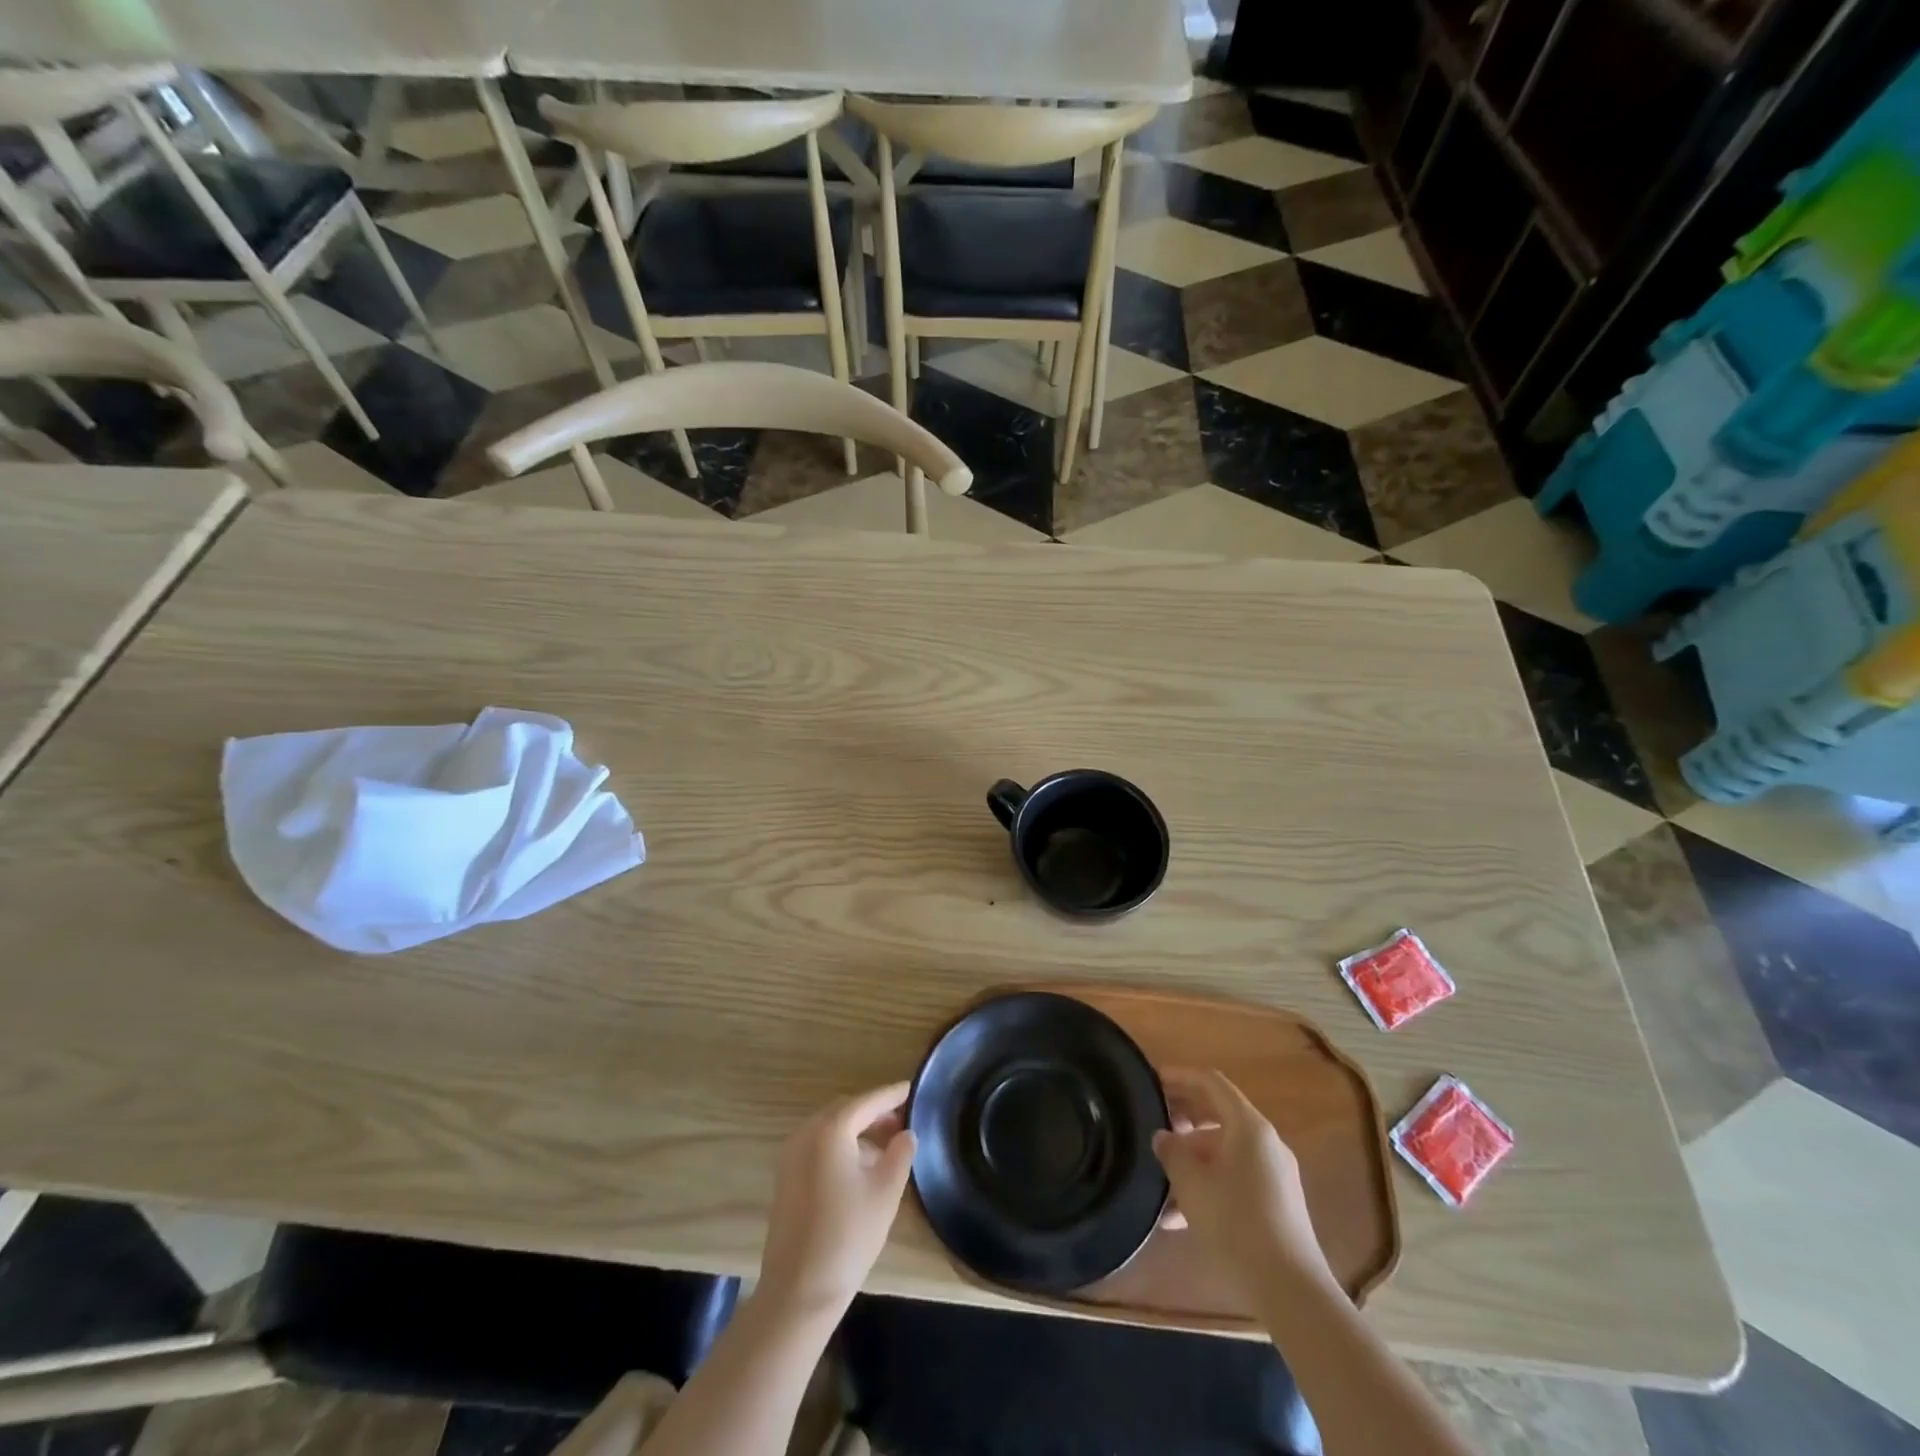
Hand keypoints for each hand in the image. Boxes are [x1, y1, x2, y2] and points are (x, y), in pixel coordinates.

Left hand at [757, 1082, 916, 1319]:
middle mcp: (806, 1133)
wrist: (798, 1291)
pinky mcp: (786, 1178)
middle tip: (903, 1121)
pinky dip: (841, 1146)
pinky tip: (861, 1168)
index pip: (867, 1101)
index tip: (913, 1089)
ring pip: (831, 1129)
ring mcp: (791, 1156)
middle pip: (846, 1110)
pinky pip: (818, 1146)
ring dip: (858, 1130)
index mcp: (830, 1130)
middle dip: (875, 1112)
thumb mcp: (886, 1192)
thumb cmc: (848, 1236)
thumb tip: (906, 1133)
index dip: (892, 1095)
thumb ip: (900, 1153)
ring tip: (887, 1147)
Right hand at [1153, 1067, 1333, 1292]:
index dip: (1180, 1077)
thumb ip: (1172, 1152)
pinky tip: (1178, 1217)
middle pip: (1218, 1115)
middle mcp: (1265, 1143)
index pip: (1211, 1083)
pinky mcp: (1276, 1205)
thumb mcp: (1192, 1184)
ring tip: (1159, 1179)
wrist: (1291, 1291)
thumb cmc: (1236, 1224)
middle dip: (1183, 1119)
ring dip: (1191, 1159)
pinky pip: (1234, 1178)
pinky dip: (1208, 1185)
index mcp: (1249, 1127)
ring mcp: (1274, 1175)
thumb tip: (1163, 1137)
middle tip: (1151, 1124)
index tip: (1152, 1080)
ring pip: (1224, 1152)